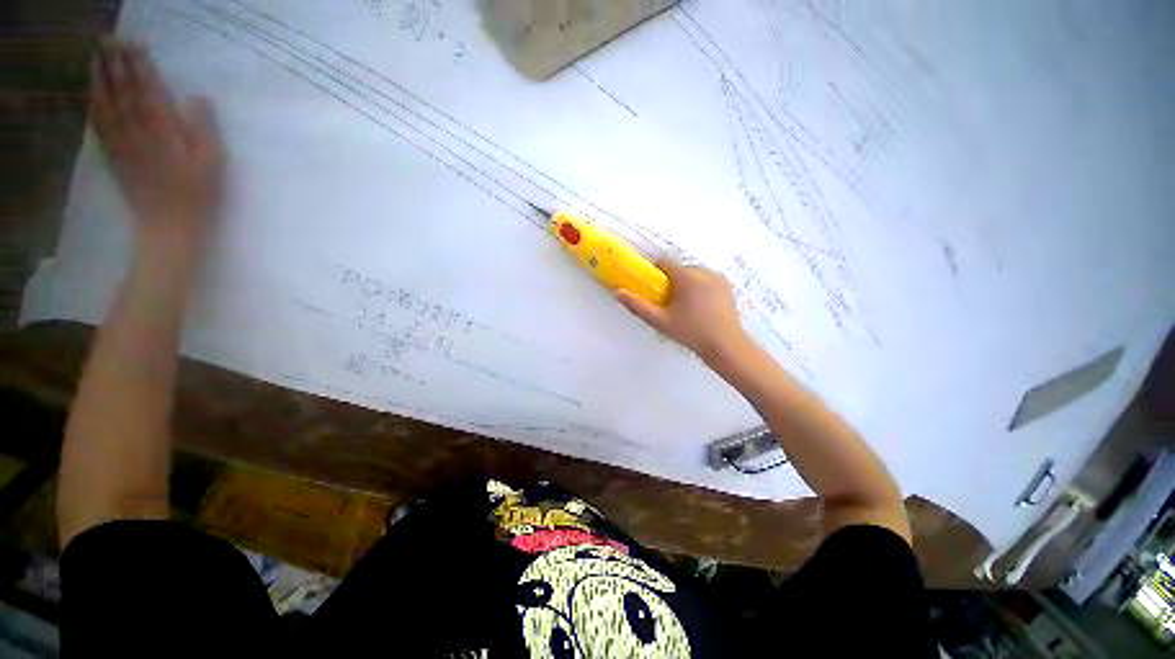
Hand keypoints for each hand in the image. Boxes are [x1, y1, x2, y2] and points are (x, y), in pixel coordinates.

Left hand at [91, 40, 223, 256]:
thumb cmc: (198, 194)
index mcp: (164, 131)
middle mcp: (138, 132)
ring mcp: (122, 144)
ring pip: (106, 105)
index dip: (141, 65)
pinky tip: (90, 94)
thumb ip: (203, 128)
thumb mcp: (212, 162)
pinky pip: (99, 127)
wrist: (169, 226)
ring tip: (95, 58)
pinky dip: (93, 107)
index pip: (149, 89)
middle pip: (123, 92)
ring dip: (99, 79)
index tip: (136, 43)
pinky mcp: (114, 157)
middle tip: (109, 40)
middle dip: (116, 65)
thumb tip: (197, 97)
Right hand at [617, 263, 749, 361]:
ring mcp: (718, 279)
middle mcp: (704, 272)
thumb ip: (638, 305)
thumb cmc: (691, 332)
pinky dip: (700, 288)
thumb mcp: (660, 321)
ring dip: (686, 284)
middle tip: (668, 304)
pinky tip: (701, 308)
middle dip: (671, 282)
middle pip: (679, 269)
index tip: (652, 288)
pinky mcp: (727, 287)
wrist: (725, 346)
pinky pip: (707, 280)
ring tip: (686, 308)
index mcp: (687, 277)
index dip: (654, 273)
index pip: (664, 263)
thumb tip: (619, 292)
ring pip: (694, 274)